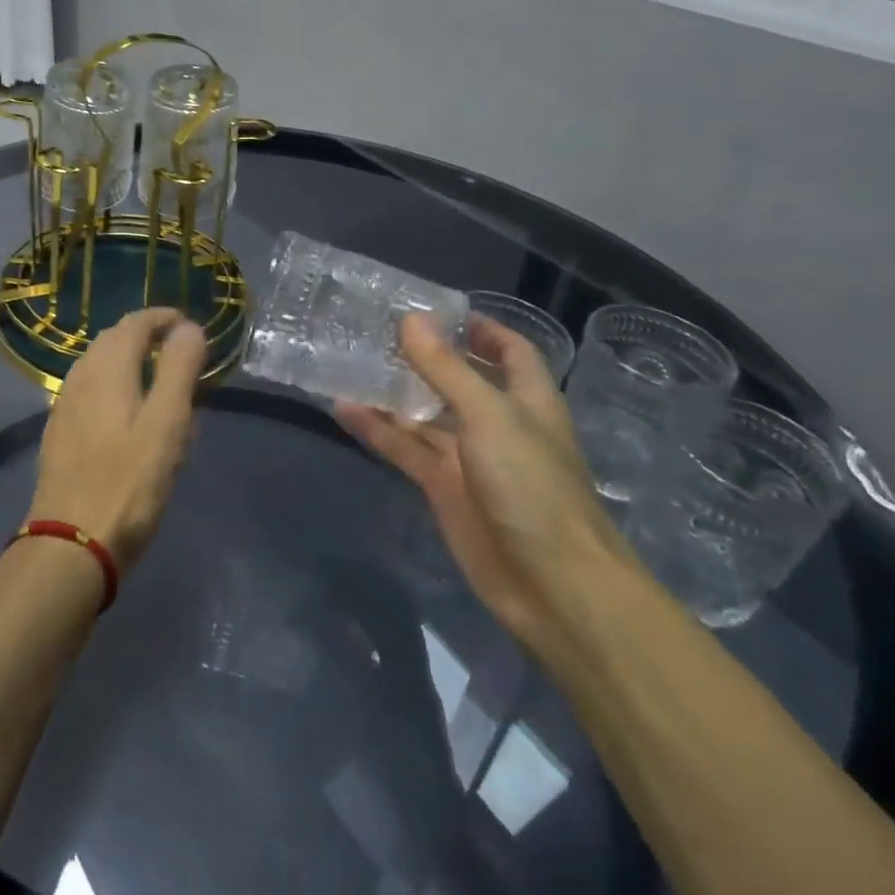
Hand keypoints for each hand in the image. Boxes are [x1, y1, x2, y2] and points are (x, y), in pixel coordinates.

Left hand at [27, 308, 207, 572]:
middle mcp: (80, 377)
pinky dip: (113, 387)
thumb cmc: (128, 484)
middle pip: (113, 340)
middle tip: (179, 355)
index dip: (163, 318)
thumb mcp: (166, 425)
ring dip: (128, 362)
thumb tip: (188, 328)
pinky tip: (127, 418)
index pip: (135, 322)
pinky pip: (90, 392)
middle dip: (146, 338)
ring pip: (99, 367)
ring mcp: (65, 405)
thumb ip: (178, 370)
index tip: (189, 326)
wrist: (70, 544)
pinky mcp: (60, 433)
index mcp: (107, 368)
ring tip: (158, 384)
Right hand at [335, 313, 626, 657]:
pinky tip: (343, 409)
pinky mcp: (443, 488)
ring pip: (424, 414)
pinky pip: (405, 449)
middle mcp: (497, 423)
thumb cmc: (533, 487)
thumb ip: (446, 368)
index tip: (434, 308)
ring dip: (391, 392)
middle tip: (374, 329)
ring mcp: (468, 457)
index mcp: (526, 399)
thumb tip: (410, 319)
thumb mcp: (489, 416)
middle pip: (458, 379)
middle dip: (423, 356)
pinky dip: (377, 430)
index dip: (480, 328)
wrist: (551, 586)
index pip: (508, 350)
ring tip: (348, 362)